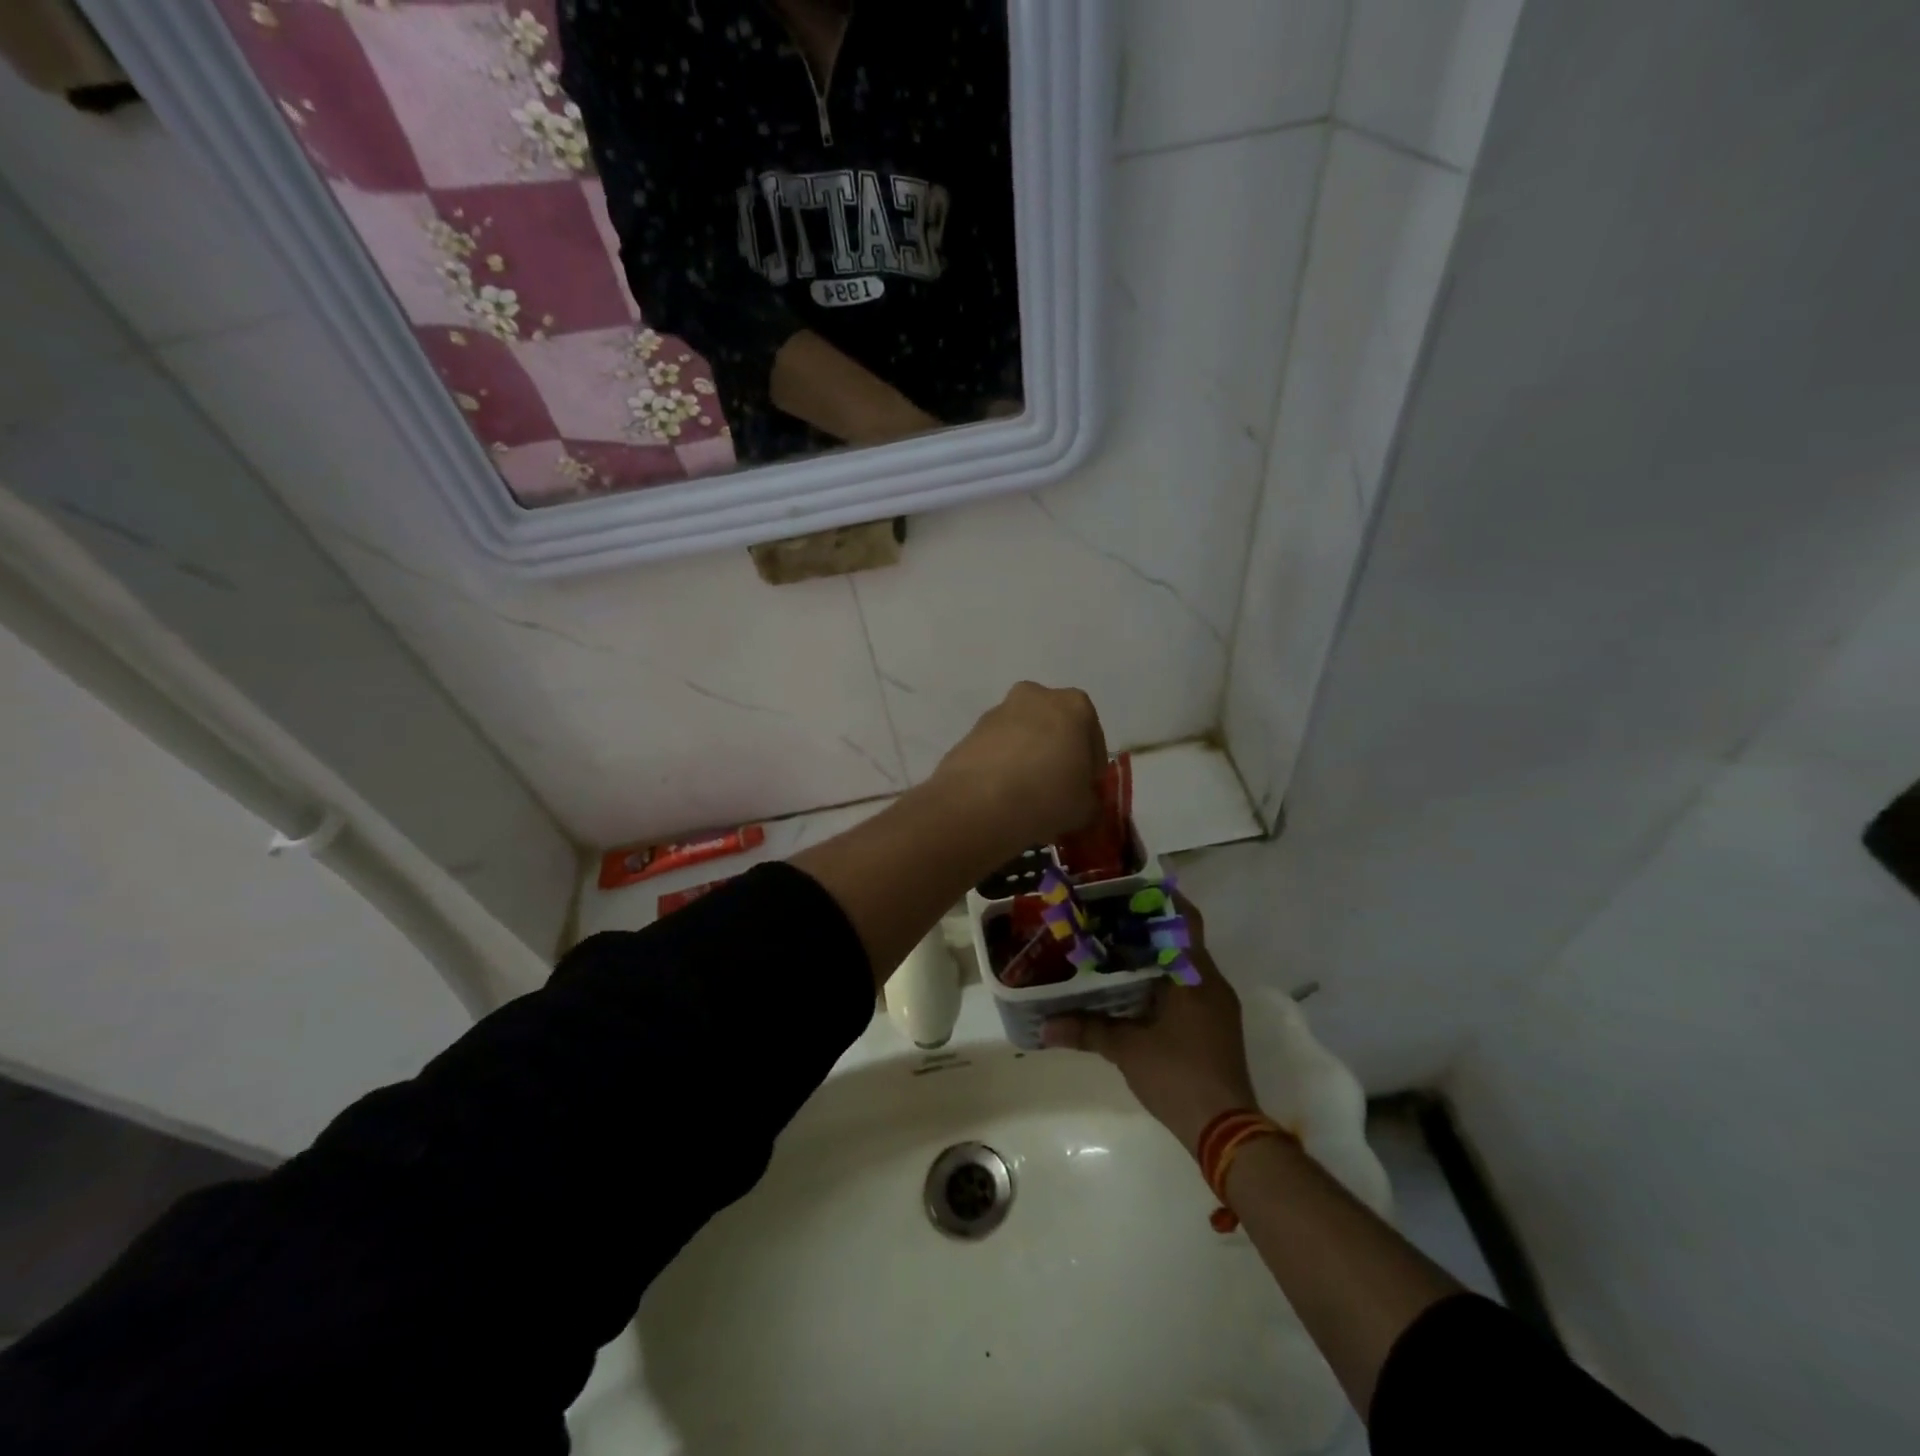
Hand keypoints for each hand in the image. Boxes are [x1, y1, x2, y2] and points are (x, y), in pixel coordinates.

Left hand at [925, 682, 1106, 856]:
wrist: (977, 805)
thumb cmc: (1046, 797)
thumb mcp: (1085, 808)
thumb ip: (1089, 799)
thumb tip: (1082, 802)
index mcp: (1073, 705)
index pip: (1092, 737)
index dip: (1091, 768)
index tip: (1085, 791)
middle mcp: (1034, 697)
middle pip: (1054, 728)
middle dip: (1056, 755)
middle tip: (1057, 791)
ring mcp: (997, 712)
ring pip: (1022, 736)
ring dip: (1027, 759)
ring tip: (1026, 798)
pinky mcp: (969, 733)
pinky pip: (995, 750)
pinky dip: (1001, 767)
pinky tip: (1001, 797)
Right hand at [1041, 897, 1258, 1156]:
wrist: (1226, 1130)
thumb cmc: (1178, 1075)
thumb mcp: (1127, 1049)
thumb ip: (1087, 1030)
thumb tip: (1045, 1026)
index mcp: (1195, 975)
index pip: (1184, 920)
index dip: (1161, 900)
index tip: (1130, 889)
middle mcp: (1211, 982)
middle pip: (1182, 940)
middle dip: (1149, 928)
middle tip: (1109, 918)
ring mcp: (1218, 1006)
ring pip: (1186, 966)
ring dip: (1156, 956)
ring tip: (1115, 949)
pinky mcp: (1216, 1027)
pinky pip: (1189, 988)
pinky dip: (1164, 981)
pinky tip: (1135, 990)